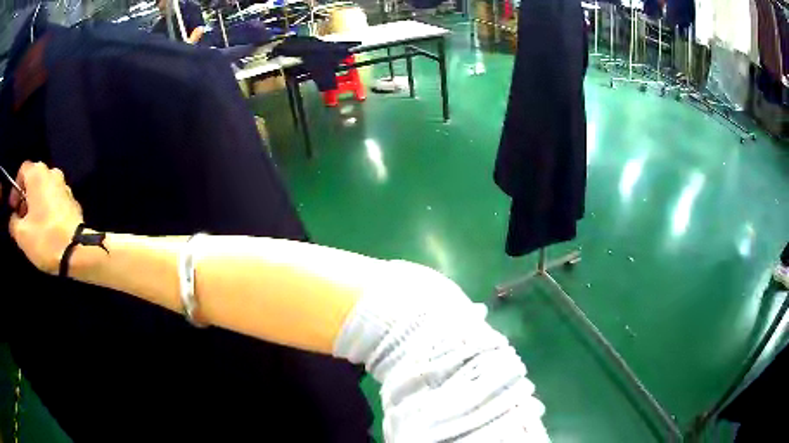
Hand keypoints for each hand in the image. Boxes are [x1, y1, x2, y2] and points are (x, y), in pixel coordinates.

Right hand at [5, 161, 84, 274]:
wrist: (76, 250)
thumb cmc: (44, 238)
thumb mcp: (21, 235)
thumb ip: (13, 223)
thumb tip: (12, 219)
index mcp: (38, 173)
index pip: (22, 171)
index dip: (15, 188)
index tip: (13, 208)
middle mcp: (52, 172)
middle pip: (33, 180)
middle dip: (24, 198)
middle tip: (20, 220)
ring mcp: (64, 185)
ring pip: (43, 190)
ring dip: (35, 204)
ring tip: (31, 227)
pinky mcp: (72, 200)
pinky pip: (54, 200)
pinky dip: (46, 209)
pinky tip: (44, 229)